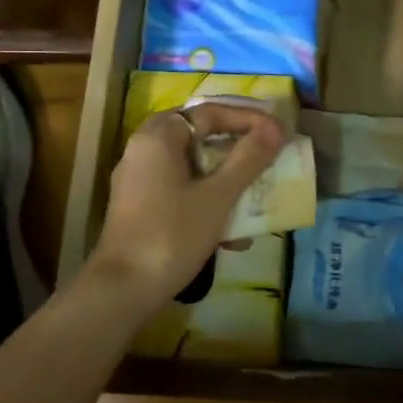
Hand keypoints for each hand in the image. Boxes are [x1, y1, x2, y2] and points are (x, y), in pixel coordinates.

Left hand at [90, 102, 286, 299]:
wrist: (123, 290)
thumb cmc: (172, 234)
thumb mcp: (218, 196)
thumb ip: (248, 159)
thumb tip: (276, 129)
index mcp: (159, 137)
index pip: (210, 112)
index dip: (248, 119)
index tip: (279, 133)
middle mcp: (144, 150)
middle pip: (199, 136)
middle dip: (237, 148)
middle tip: (268, 155)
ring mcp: (139, 180)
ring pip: (192, 165)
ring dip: (226, 178)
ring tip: (256, 195)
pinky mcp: (140, 207)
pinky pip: (181, 189)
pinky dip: (208, 200)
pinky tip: (232, 235)